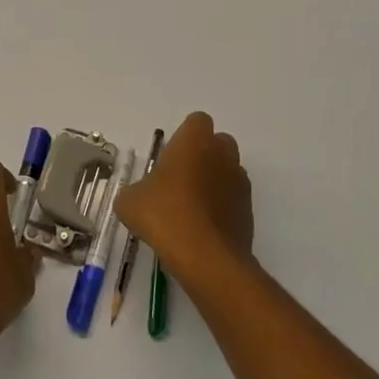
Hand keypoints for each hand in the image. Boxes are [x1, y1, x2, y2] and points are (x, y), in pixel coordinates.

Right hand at [115, 112, 252, 281]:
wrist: (206, 258)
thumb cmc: (165, 215)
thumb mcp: (130, 202)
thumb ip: (133, 191)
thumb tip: (137, 196)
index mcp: (195, 141)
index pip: (197, 121)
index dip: (184, 136)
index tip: (170, 157)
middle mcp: (223, 154)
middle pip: (218, 143)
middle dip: (203, 155)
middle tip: (180, 179)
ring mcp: (240, 181)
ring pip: (228, 170)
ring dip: (214, 181)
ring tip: (191, 208)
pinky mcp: (249, 210)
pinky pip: (234, 198)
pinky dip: (222, 206)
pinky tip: (203, 228)